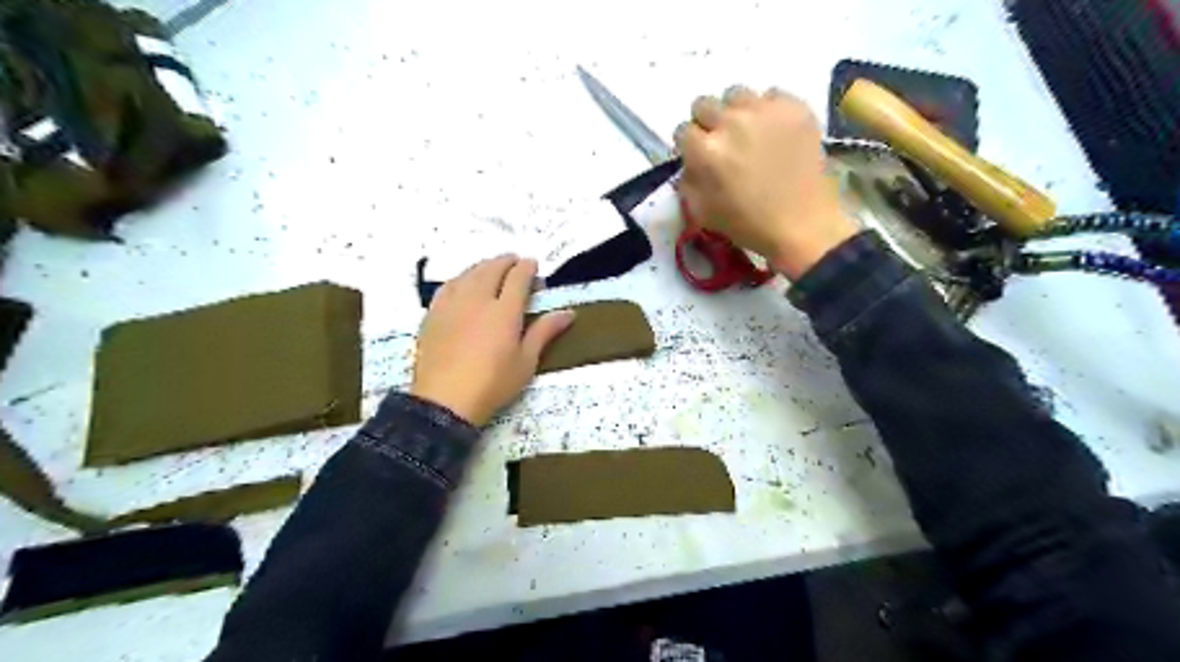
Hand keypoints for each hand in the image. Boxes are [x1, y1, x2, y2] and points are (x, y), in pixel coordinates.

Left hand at [409, 254, 575, 423]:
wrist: (445, 400)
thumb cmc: (493, 384)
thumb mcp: (526, 362)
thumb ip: (545, 332)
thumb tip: (568, 312)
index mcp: (505, 311)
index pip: (518, 278)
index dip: (527, 268)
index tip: (533, 265)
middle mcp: (478, 299)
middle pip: (492, 269)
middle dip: (505, 261)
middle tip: (514, 261)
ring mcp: (452, 304)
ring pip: (469, 274)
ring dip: (483, 266)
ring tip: (491, 268)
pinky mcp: (433, 314)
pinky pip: (448, 286)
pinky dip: (461, 278)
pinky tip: (463, 283)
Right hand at [673, 87, 859, 278]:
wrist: (802, 225)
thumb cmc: (748, 224)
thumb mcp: (701, 211)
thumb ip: (688, 179)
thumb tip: (690, 161)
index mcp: (706, 151)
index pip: (682, 131)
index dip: (689, 145)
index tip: (698, 156)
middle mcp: (731, 122)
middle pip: (704, 104)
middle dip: (708, 124)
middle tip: (722, 143)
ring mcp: (765, 110)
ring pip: (736, 94)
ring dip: (736, 112)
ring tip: (749, 133)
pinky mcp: (794, 107)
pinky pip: (771, 95)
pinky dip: (768, 111)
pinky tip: (774, 133)